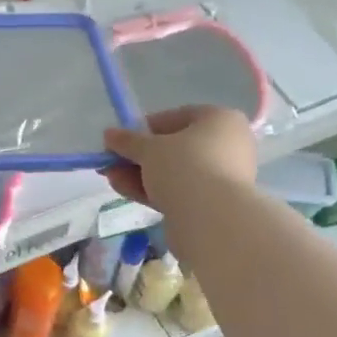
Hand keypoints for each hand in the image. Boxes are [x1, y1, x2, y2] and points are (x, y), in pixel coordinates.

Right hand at [103, 105, 256, 213]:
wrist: (212, 219)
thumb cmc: (185, 167)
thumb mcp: (150, 148)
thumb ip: (128, 141)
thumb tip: (110, 134)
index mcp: (220, 119)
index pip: (176, 117)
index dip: (144, 128)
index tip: (120, 140)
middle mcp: (226, 145)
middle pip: (174, 148)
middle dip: (138, 156)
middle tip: (111, 162)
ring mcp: (221, 177)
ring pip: (174, 172)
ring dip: (140, 175)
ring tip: (111, 178)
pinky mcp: (211, 204)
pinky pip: (178, 191)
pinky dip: (153, 190)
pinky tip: (125, 191)